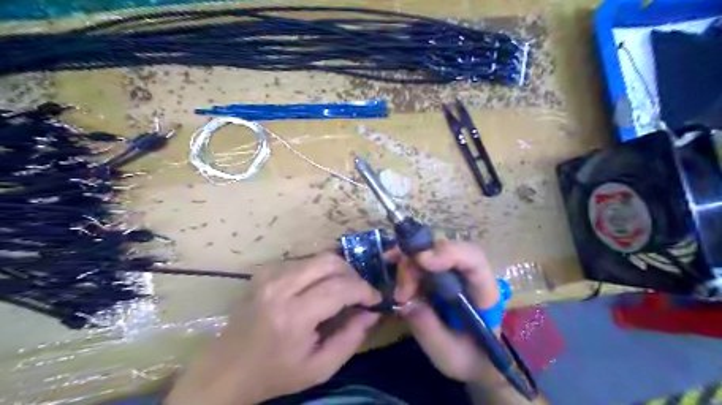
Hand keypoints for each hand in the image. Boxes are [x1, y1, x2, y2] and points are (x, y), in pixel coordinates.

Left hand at [167, 253, 382, 403]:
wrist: (226, 370)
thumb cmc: (275, 374)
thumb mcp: (320, 368)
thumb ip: (351, 338)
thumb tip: (372, 312)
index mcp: (293, 315)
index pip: (340, 288)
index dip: (364, 290)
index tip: (376, 299)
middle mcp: (280, 286)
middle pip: (329, 261)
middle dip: (352, 274)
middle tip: (359, 292)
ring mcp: (269, 275)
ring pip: (317, 257)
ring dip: (337, 271)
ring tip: (342, 291)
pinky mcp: (264, 271)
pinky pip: (302, 261)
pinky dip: (318, 271)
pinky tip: (318, 288)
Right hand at [392, 241, 500, 383]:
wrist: (472, 361)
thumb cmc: (468, 359)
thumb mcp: (448, 353)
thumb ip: (429, 328)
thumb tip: (405, 302)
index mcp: (484, 292)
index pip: (473, 259)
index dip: (449, 253)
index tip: (422, 260)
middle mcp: (468, 274)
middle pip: (445, 249)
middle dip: (418, 262)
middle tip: (402, 292)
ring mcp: (452, 271)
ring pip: (429, 250)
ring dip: (408, 264)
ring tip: (399, 294)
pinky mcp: (437, 274)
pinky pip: (419, 258)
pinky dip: (404, 261)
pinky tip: (391, 264)